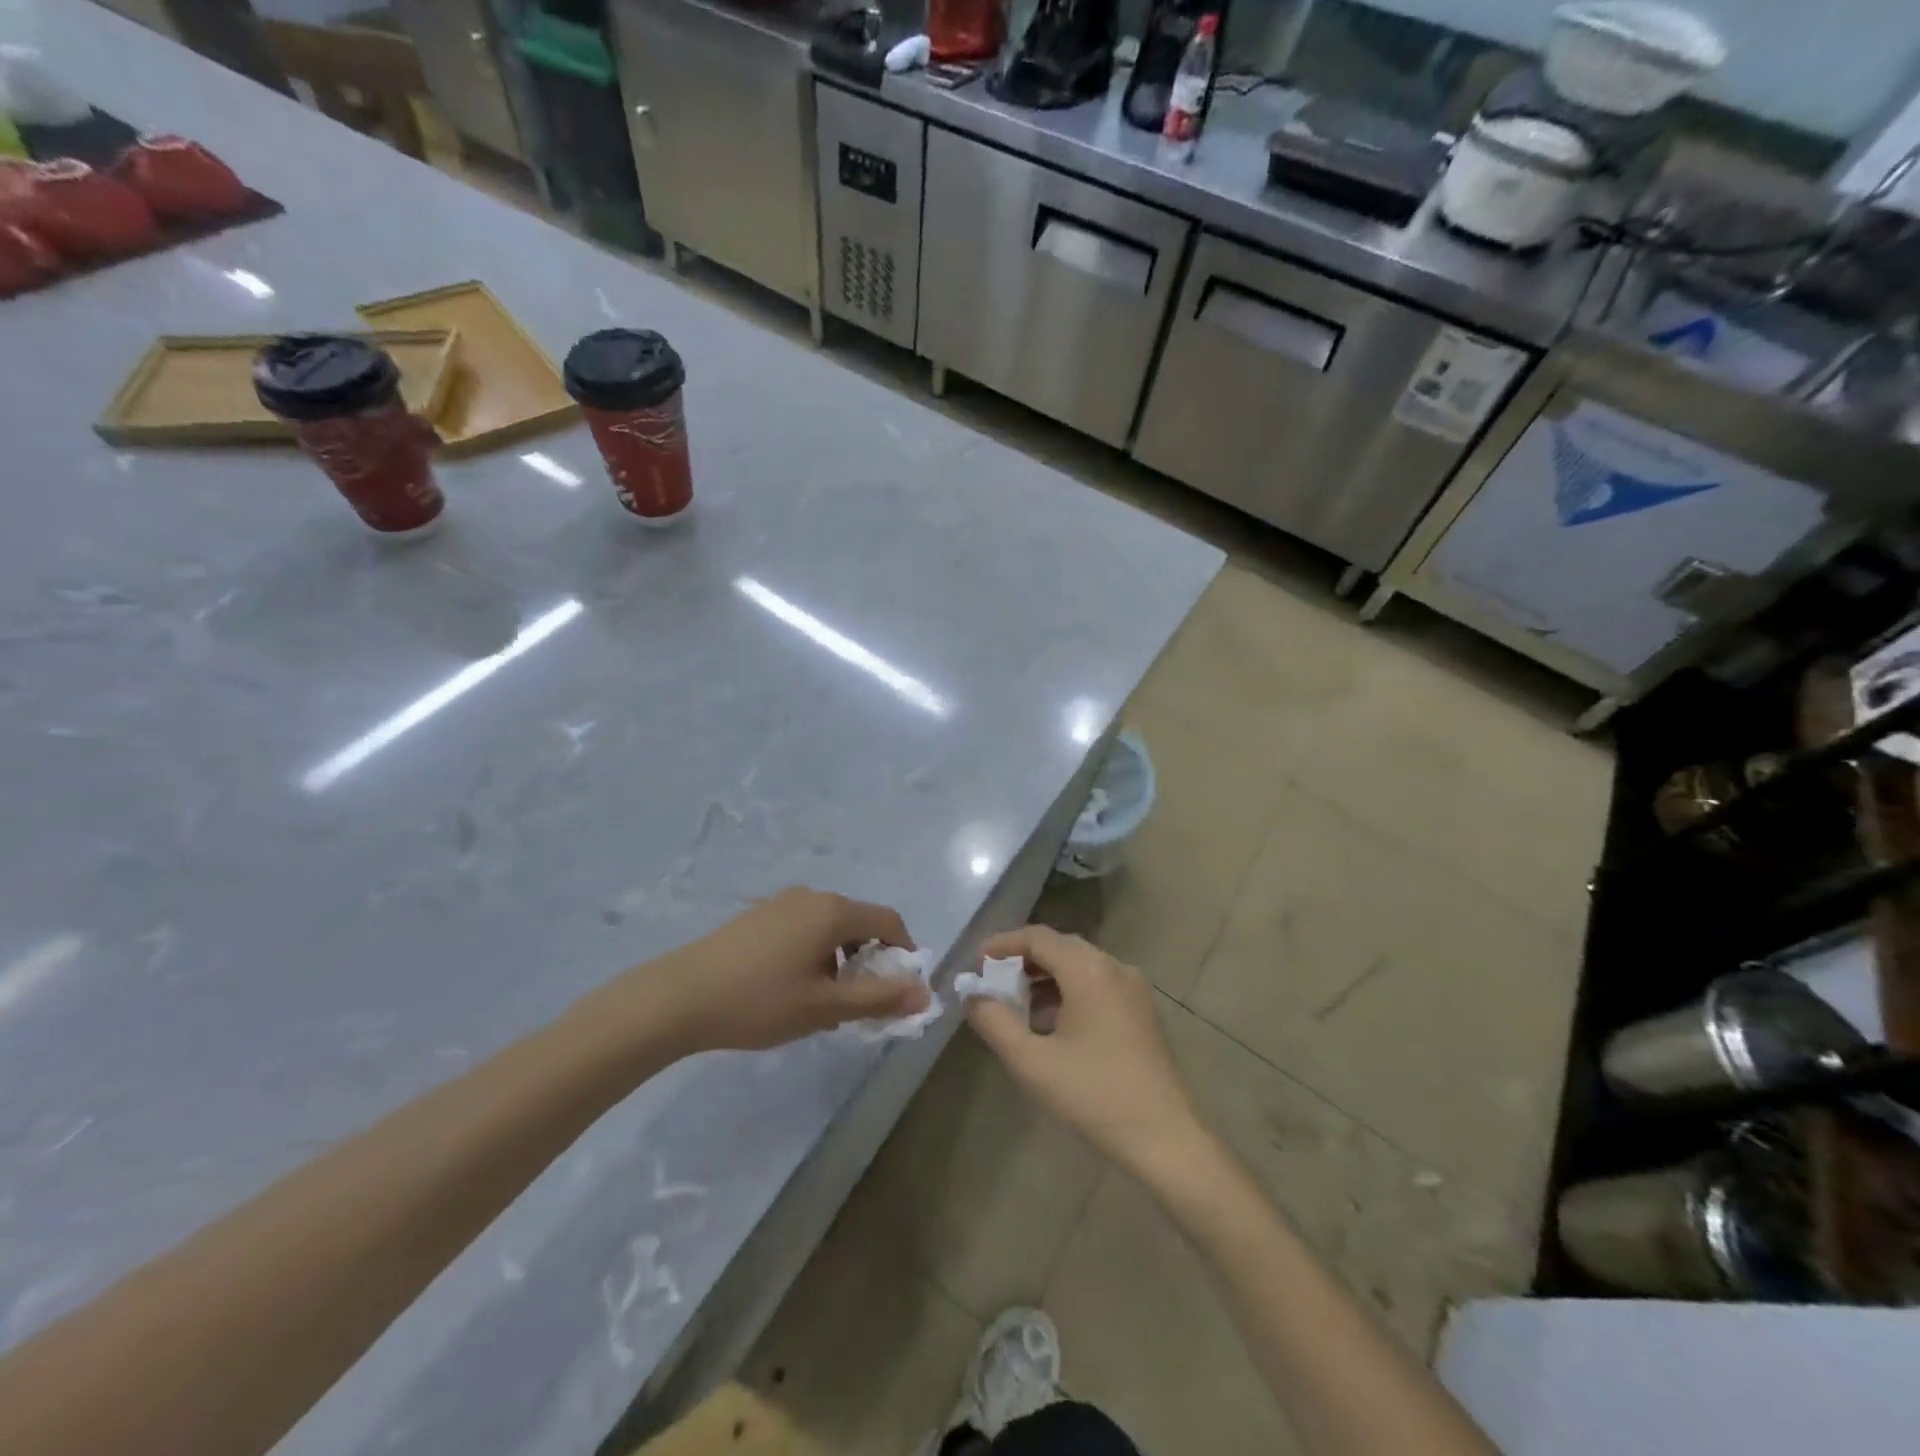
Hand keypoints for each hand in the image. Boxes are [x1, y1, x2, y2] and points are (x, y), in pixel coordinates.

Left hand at [637, 888, 928, 1052]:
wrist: (679, 997)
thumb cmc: (760, 1002)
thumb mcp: (825, 1007)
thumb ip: (878, 998)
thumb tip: (925, 994)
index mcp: (833, 911)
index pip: (889, 921)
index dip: (904, 952)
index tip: (900, 988)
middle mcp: (811, 896)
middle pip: (859, 921)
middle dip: (870, 959)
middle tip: (861, 1001)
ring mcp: (781, 902)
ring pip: (830, 926)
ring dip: (841, 958)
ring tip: (823, 1001)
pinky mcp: (758, 915)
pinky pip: (803, 927)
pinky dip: (814, 952)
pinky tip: (791, 987)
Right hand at [966, 925, 1204, 1178]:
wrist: (1165, 1139)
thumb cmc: (1093, 1095)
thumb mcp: (1031, 1062)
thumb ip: (994, 1021)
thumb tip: (973, 995)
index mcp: (1089, 970)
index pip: (1038, 937)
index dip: (1002, 945)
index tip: (976, 965)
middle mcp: (1114, 967)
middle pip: (1060, 947)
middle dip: (1022, 961)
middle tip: (992, 984)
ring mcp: (1133, 989)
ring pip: (1080, 966)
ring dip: (1045, 978)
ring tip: (1016, 1007)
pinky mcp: (1142, 1012)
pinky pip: (1097, 985)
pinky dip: (1069, 992)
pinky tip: (1051, 1025)